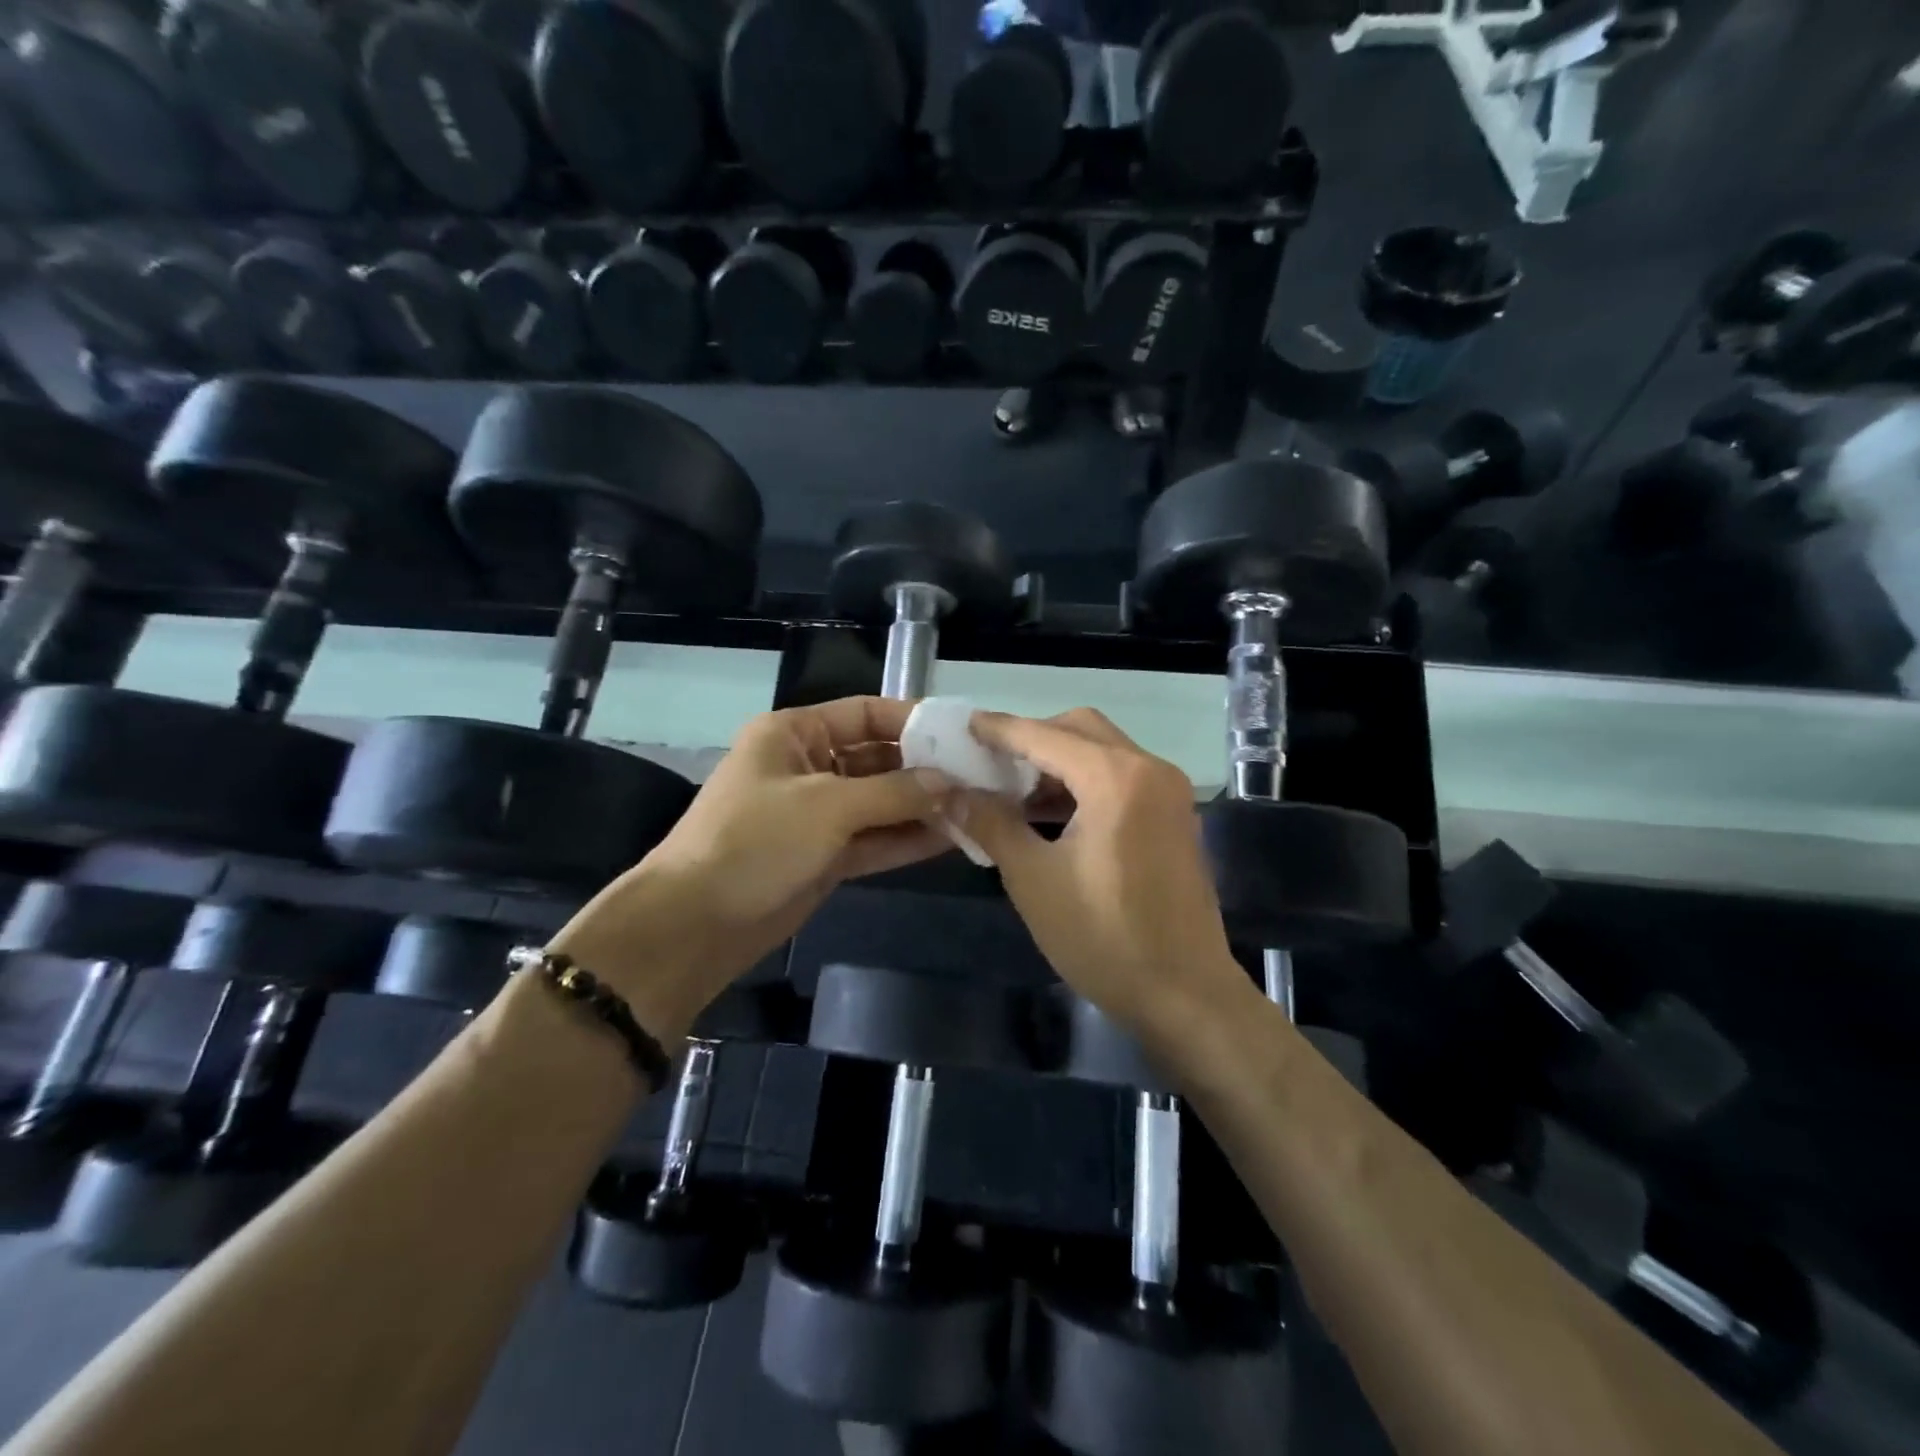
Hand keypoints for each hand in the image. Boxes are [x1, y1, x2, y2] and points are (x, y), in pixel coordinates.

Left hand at [550, 698, 950, 1037]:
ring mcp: (818, 814)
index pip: (865, 713)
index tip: (963, 733)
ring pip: (882, 802)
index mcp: (795, 733)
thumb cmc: (756, 841)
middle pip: (879, 758)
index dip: (913, 720)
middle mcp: (809, 766)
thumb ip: (894, 792)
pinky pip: (875, 838)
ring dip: (924, 806)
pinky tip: (952, 837)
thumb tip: (951, 783)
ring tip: (978, 808)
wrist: (695, 923)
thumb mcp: (828, 806)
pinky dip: (908, 838)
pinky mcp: (825, 855)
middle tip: (982, 777)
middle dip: (926, 769)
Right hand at [957, 709, 1251, 1044]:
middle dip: (1033, 738)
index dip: (999, 729)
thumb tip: (952, 793)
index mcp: (1115, 778)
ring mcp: (1169, 792)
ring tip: (1014, 790)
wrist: (1186, 994)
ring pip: (1104, 751)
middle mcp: (1149, 769)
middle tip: (991, 762)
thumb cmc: (1104, 937)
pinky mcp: (1175, 816)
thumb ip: (991, 824)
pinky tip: (1053, 813)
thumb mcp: (1034, 879)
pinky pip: (1122, 776)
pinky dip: (1085, 781)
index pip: (1044, 735)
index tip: (963, 726)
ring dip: (1059, 760)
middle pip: (1081, 729)